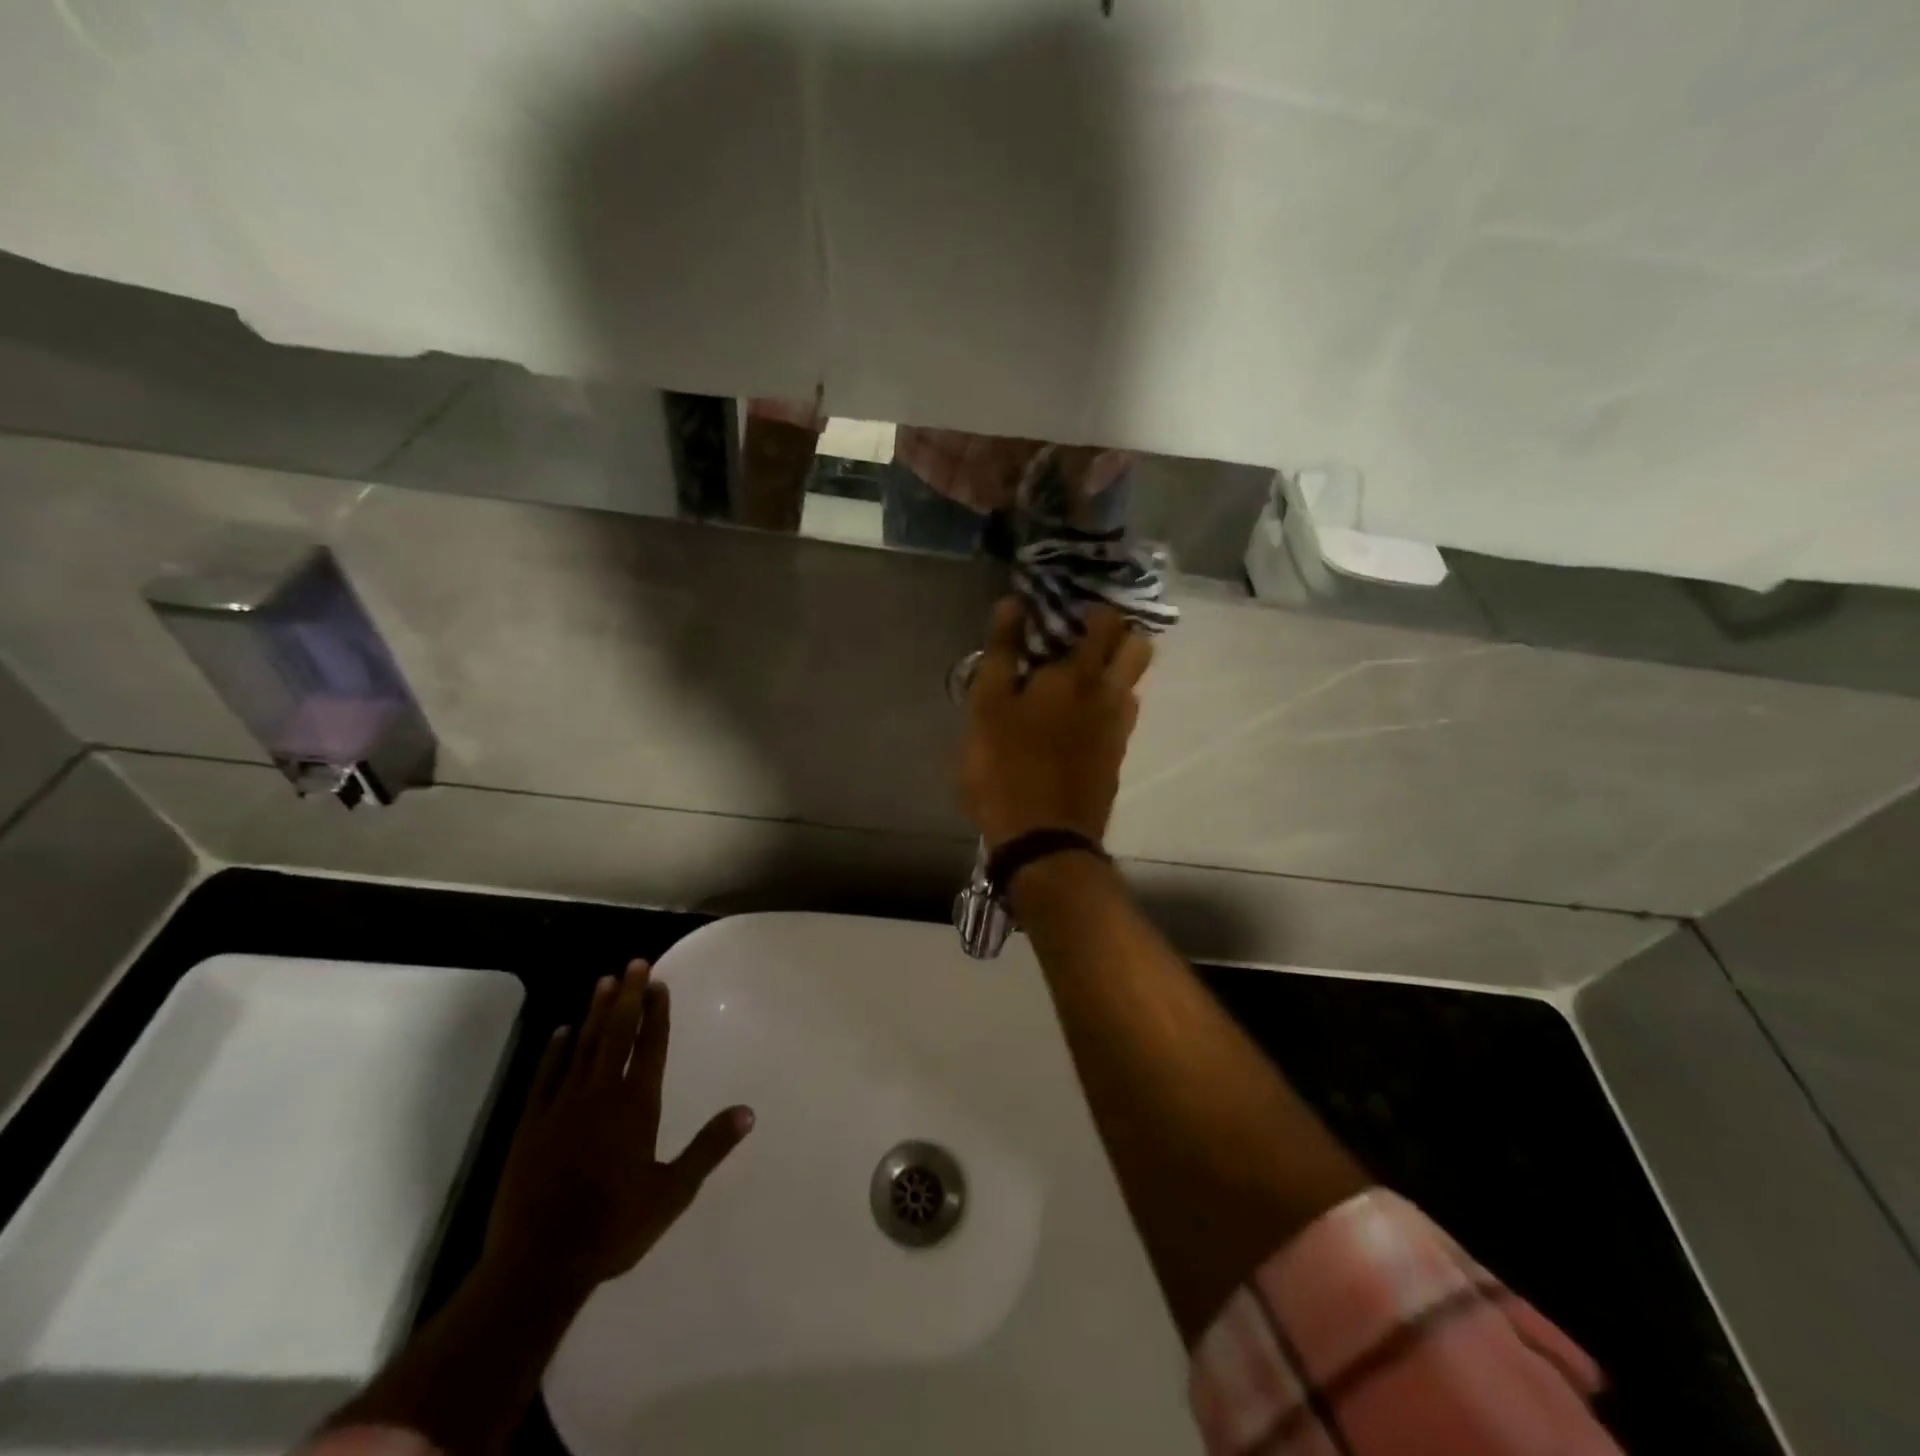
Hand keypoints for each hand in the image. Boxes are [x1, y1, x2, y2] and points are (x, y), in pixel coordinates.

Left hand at [483, 961, 753, 1294]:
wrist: (538, 1265)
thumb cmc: (613, 1227)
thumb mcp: (673, 1191)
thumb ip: (709, 1147)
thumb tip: (748, 1112)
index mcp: (636, 1106)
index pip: (650, 1046)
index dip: (656, 1012)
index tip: (659, 983)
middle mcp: (600, 1094)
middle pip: (617, 1034)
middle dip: (628, 996)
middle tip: (635, 963)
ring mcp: (561, 1106)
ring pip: (583, 1046)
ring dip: (596, 1012)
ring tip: (605, 981)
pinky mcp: (531, 1125)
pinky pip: (546, 1075)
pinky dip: (555, 1050)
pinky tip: (562, 1031)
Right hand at [960, 598, 1153, 851]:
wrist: (1044, 842)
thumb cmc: (1006, 769)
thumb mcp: (987, 708)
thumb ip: (1003, 653)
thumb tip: (1014, 603)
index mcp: (1078, 676)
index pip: (1105, 622)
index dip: (1092, 607)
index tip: (1068, 607)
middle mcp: (1110, 695)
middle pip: (1139, 647)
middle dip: (1118, 632)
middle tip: (1082, 634)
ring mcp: (1119, 730)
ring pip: (1133, 683)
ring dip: (1115, 669)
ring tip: (1077, 674)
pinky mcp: (1116, 759)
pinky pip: (1122, 715)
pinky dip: (1107, 702)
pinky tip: (1078, 716)